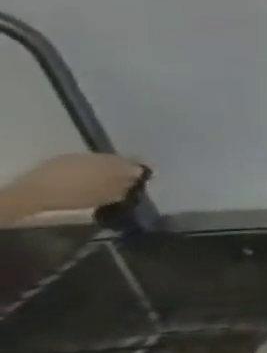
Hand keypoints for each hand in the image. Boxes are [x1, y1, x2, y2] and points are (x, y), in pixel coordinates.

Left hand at [1, 153, 145, 218]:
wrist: (34, 193)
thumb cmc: (76, 196)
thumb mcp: (107, 196)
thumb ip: (126, 186)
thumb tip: (138, 178)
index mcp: (115, 164)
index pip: (137, 163)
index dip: (142, 170)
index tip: (145, 178)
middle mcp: (101, 156)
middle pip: (119, 160)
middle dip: (122, 169)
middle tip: (123, 181)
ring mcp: (80, 156)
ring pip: (101, 161)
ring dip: (105, 169)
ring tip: (103, 181)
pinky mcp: (63, 159)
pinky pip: (84, 162)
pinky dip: (88, 169)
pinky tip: (83, 178)